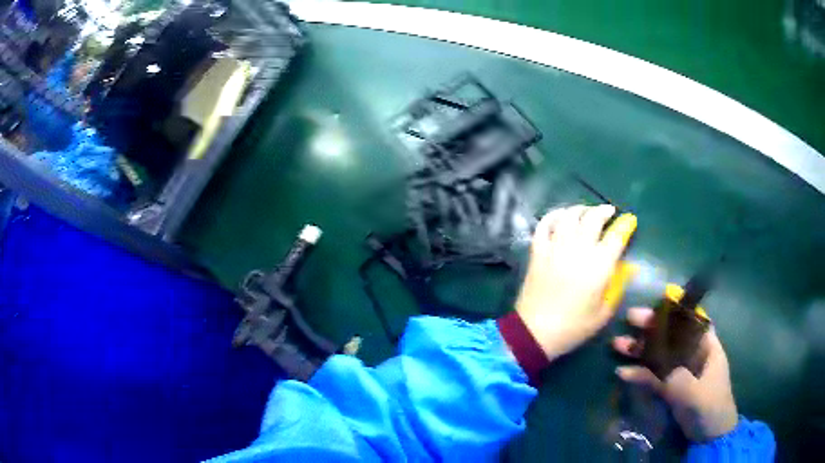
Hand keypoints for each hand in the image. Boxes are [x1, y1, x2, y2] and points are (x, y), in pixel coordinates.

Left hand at [515, 204, 636, 361]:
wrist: (534, 333)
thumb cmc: (573, 327)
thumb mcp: (603, 312)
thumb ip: (618, 285)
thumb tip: (628, 266)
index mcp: (598, 266)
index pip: (616, 236)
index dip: (625, 225)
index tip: (629, 221)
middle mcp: (577, 250)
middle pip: (592, 218)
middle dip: (604, 211)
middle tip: (609, 213)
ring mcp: (555, 248)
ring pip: (569, 216)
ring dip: (581, 209)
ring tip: (587, 212)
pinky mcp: (537, 251)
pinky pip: (544, 224)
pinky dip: (554, 216)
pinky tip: (561, 217)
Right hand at [614, 308, 738, 441]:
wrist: (709, 434)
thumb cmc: (709, 405)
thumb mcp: (693, 391)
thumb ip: (671, 377)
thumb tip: (646, 367)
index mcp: (706, 345)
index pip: (690, 320)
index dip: (674, 310)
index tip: (655, 304)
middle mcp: (692, 353)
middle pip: (671, 334)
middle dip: (651, 326)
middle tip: (629, 318)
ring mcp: (681, 370)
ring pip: (659, 354)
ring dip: (640, 349)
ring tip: (617, 344)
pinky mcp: (671, 387)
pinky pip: (653, 376)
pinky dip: (639, 373)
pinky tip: (622, 372)